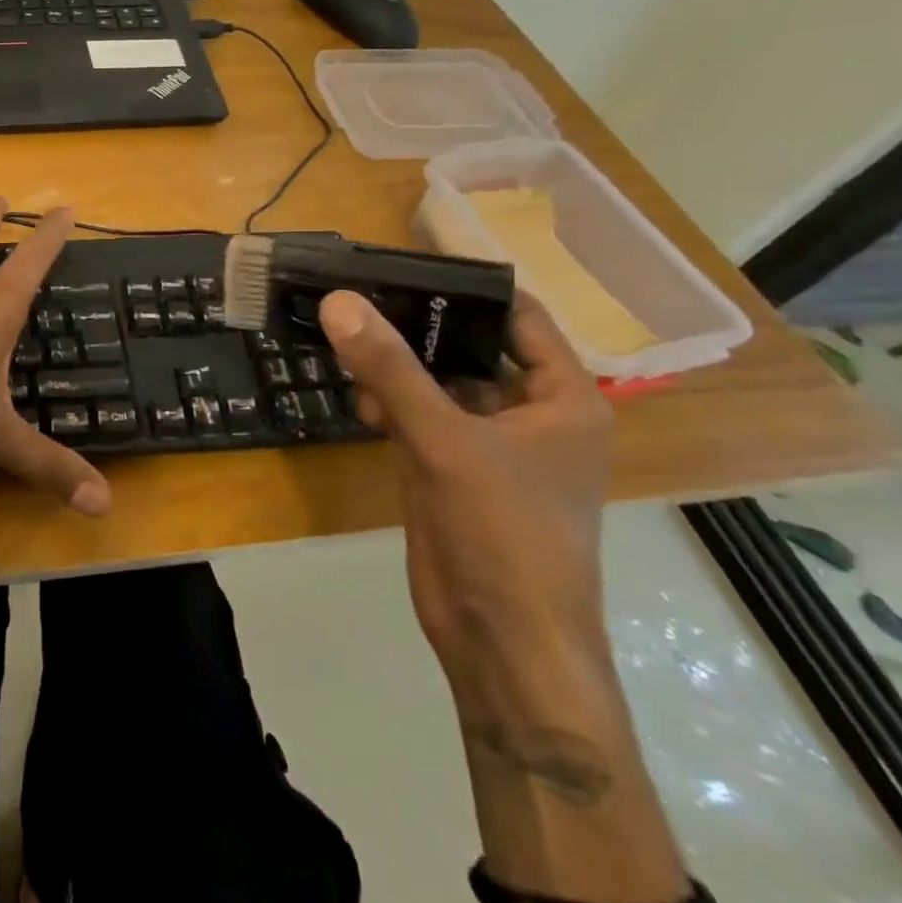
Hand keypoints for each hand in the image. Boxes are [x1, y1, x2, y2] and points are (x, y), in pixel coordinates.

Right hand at [317, 288, 615, 708]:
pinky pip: (419, 416)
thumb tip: (338, 300)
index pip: (518, 316)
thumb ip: (390, 369)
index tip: (402, 261)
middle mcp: (530, 413)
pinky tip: (358, 402)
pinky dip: (390, 404)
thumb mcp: (445, 441)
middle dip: (416, 327)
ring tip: (347, 345)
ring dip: (396, 368)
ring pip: (438, 383)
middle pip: (469, 347)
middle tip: (357, 296)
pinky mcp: (452, 469)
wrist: (502, 641)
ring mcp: (489, 443)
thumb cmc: (503, 533)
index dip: (467, 285)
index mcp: (562, 398)